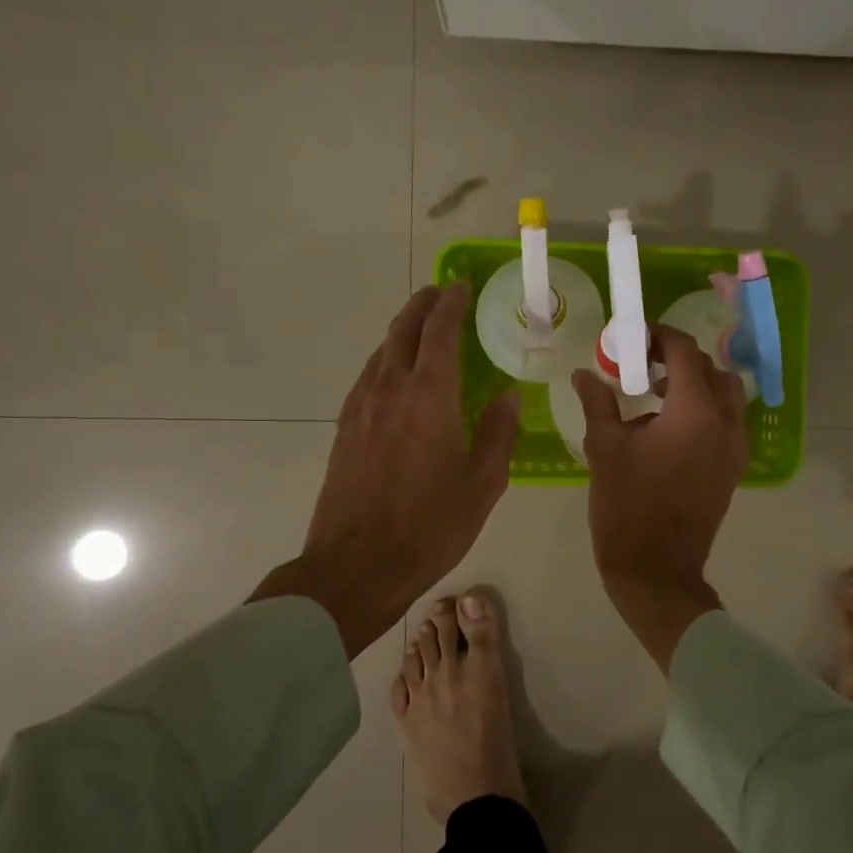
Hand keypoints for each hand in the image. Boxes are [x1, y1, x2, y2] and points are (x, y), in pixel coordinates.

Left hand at [251, 282, 518, 657]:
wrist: (356, 566)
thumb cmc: (430, 525)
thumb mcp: (483, 483)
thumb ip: (499, 432)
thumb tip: (508, 396)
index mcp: (428, 396)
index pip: (439, 331)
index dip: (451, 303)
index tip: (462, 286)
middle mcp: (389, 389)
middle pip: (402, 330)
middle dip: (423, 305)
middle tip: (442, 294)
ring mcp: (360, 408)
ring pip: (381, 352)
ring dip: (403, 331)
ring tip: (423, 330)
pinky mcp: (345, 429)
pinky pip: (368, 377)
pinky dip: (387, 360)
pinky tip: (397, 376)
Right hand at [572, 325, 749, 671]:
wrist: (656, 569)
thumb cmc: (626, 506)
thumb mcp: (605, 448)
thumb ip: (598, 402)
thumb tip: (585, 373)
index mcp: (694, 412)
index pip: (685, 352)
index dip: (660, 337)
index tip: (634, 338)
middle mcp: (726, 423)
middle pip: (712, 369)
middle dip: (679, 358)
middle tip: (643, 364)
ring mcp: (736, 447)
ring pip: (727, 394)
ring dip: (697, 383)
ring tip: (657, 394)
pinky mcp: (734, 467)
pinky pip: (728, 420)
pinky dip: (706, 408)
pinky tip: (670, 425)